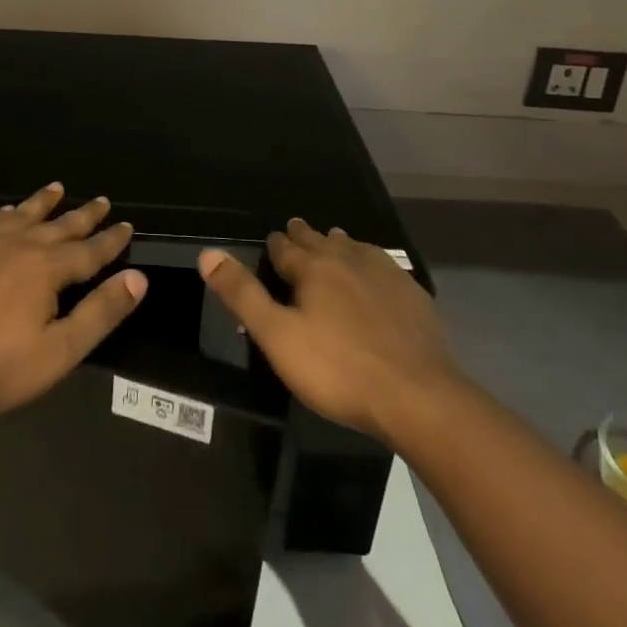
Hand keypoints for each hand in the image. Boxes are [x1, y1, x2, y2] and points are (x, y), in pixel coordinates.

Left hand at [0, 182, 145, 418]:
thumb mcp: (60, 351)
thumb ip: (101, 312)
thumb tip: (138, 278)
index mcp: (48, 268)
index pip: (90, 250)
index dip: (111, 239)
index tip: (127, 225)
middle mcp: (19, 244)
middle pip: (59, 225)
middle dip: (84, 214)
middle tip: (101, 200)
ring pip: (22, 214)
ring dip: (42, 202)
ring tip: (57, 188)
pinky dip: (2, 213)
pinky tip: (5, 211)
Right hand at [199, 219, 457, 441]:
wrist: (419, 397)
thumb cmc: (338, 368)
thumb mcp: (277, 336)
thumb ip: (242, 294)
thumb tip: (207, 253)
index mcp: (313, 268)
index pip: (285, 246)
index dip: (275, 244)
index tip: (271, 241)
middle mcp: (348, 260)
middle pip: (321, 240)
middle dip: (305, 236)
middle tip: (296, 230)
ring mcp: (386, 275)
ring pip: (355, 248)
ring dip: (339, 244)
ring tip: (334, 241)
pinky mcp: (414, 295)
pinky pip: (385, 266)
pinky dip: (371, 262)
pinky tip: (376, 273)